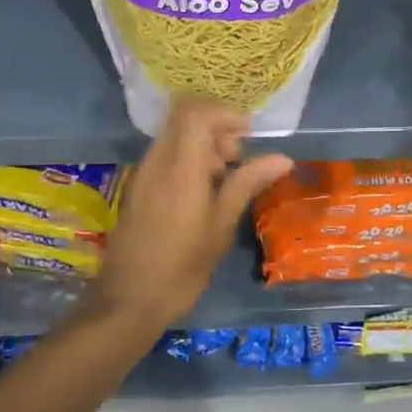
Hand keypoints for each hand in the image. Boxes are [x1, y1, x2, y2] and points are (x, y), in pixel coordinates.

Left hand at [91, 98, 293, 328]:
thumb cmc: (182, 267)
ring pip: (174, 137)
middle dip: (216, 129)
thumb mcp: (221, 226)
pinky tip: (202, 193)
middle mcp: (156, 161)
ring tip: (223, 180)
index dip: (224, 114)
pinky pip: (164, 156)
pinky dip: (187, 160)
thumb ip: (247, 183)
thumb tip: (282, 157)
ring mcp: (143, 174)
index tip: (248, 136)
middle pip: (184, 119)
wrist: (129, 299)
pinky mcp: (137, 188)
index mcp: (180, 167)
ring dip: (202, 146)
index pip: (195, 113)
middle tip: (237, 160)